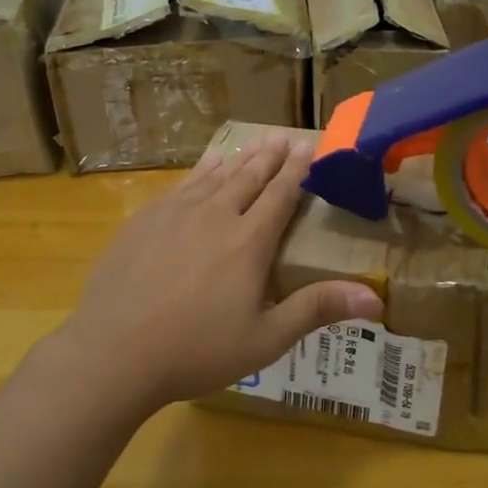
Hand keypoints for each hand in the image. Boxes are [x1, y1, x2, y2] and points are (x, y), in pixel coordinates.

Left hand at [51, 134, 382, 413]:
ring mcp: (176, 214)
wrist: (113, 352)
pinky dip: (201, 170)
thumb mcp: (264, 339)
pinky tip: (206, 165)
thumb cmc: (195, 351)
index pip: (279, 195)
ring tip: (255, 143)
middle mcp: (216, 216)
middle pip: (249, 177)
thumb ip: (316, 310)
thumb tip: (375, 297)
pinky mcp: (145, 219)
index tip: (307, 146)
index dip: (296, 170)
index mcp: (248, 242)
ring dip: (239, 158)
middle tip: (284, 136)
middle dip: (270, 156)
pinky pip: (182, 184)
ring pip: (216, 176)